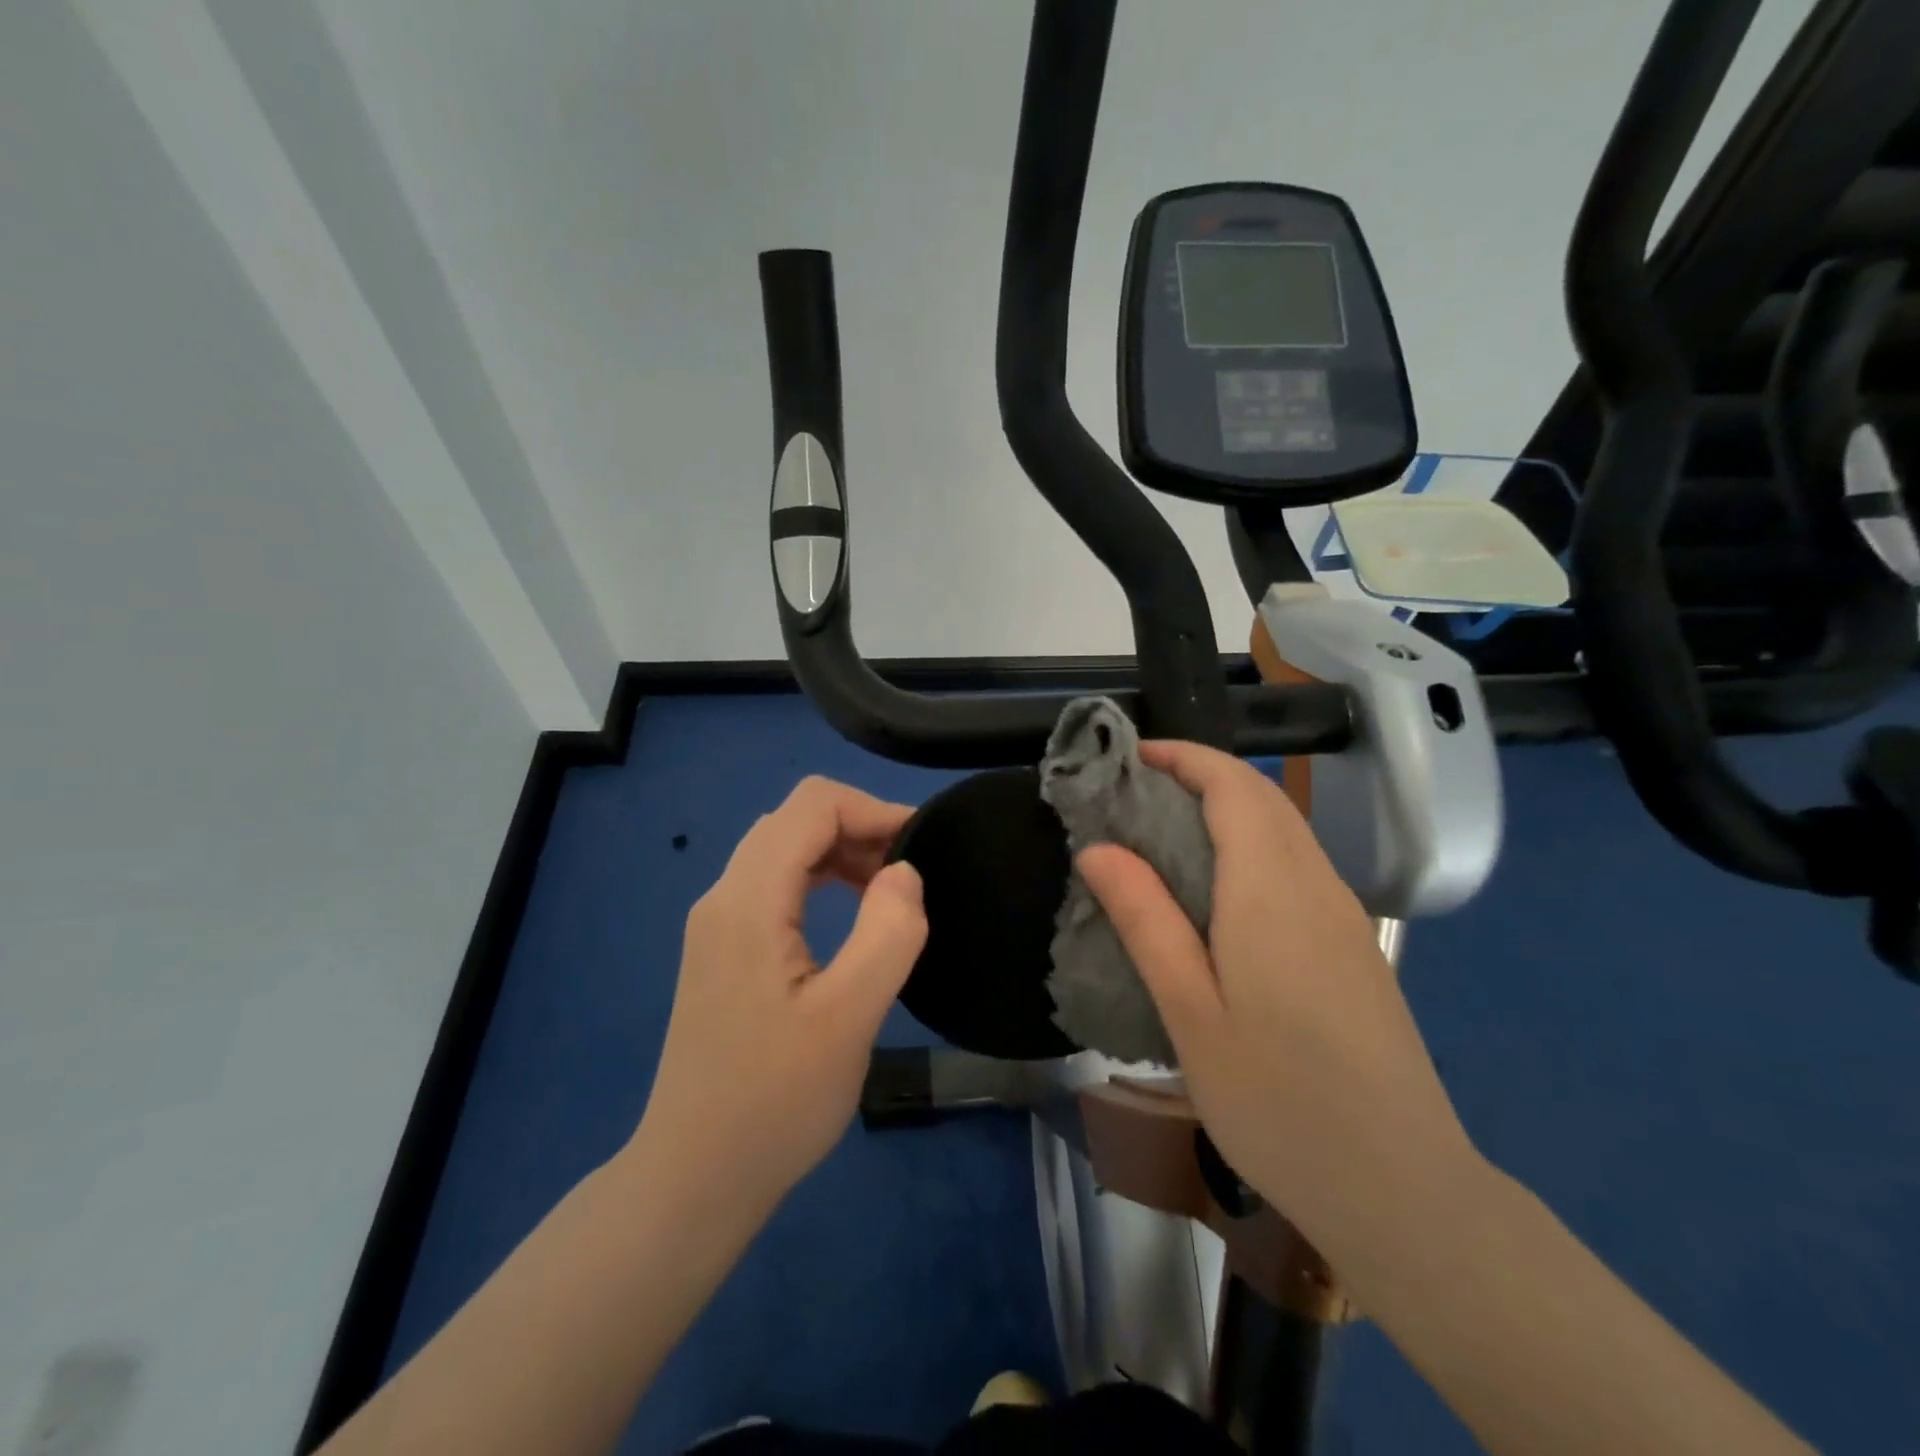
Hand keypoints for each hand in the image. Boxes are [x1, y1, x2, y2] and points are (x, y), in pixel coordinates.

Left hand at [634, 776, 927, 1216]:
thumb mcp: (849, 1018)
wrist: (695, 1177)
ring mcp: (717, 923)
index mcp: (749, 900)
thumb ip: (887, 933)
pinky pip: (775, 884)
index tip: (922, 846)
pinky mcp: (722, 948)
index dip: (873, 809)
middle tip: (911, 872)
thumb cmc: (775, 1101)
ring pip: (784, 849)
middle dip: (860, 827)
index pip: (811, 805)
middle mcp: (724, 895)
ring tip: (890, 891)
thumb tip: (906, 871)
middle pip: (795, 820)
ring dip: (841, 853)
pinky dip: (820, 879)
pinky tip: (851, 914)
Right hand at [1076, 741, 1475, 1233]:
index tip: (1130, 758)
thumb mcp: (1190, 1012)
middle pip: (1262, 797)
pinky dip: (1252, 845)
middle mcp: (1316, 885)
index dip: (1183, 756)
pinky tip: (1217, 892)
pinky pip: (1298, 865)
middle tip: (1133, 795)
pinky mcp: (1354, 946)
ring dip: (1227, 809)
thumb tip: (1097, 848)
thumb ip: (1145, 920)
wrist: (1400, 1187)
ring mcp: (1344, 916)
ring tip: (1164, 834)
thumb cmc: (1277, 1100)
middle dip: (1200, 775)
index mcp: (1272, 891)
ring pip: (1285, 829)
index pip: (1234, 785)